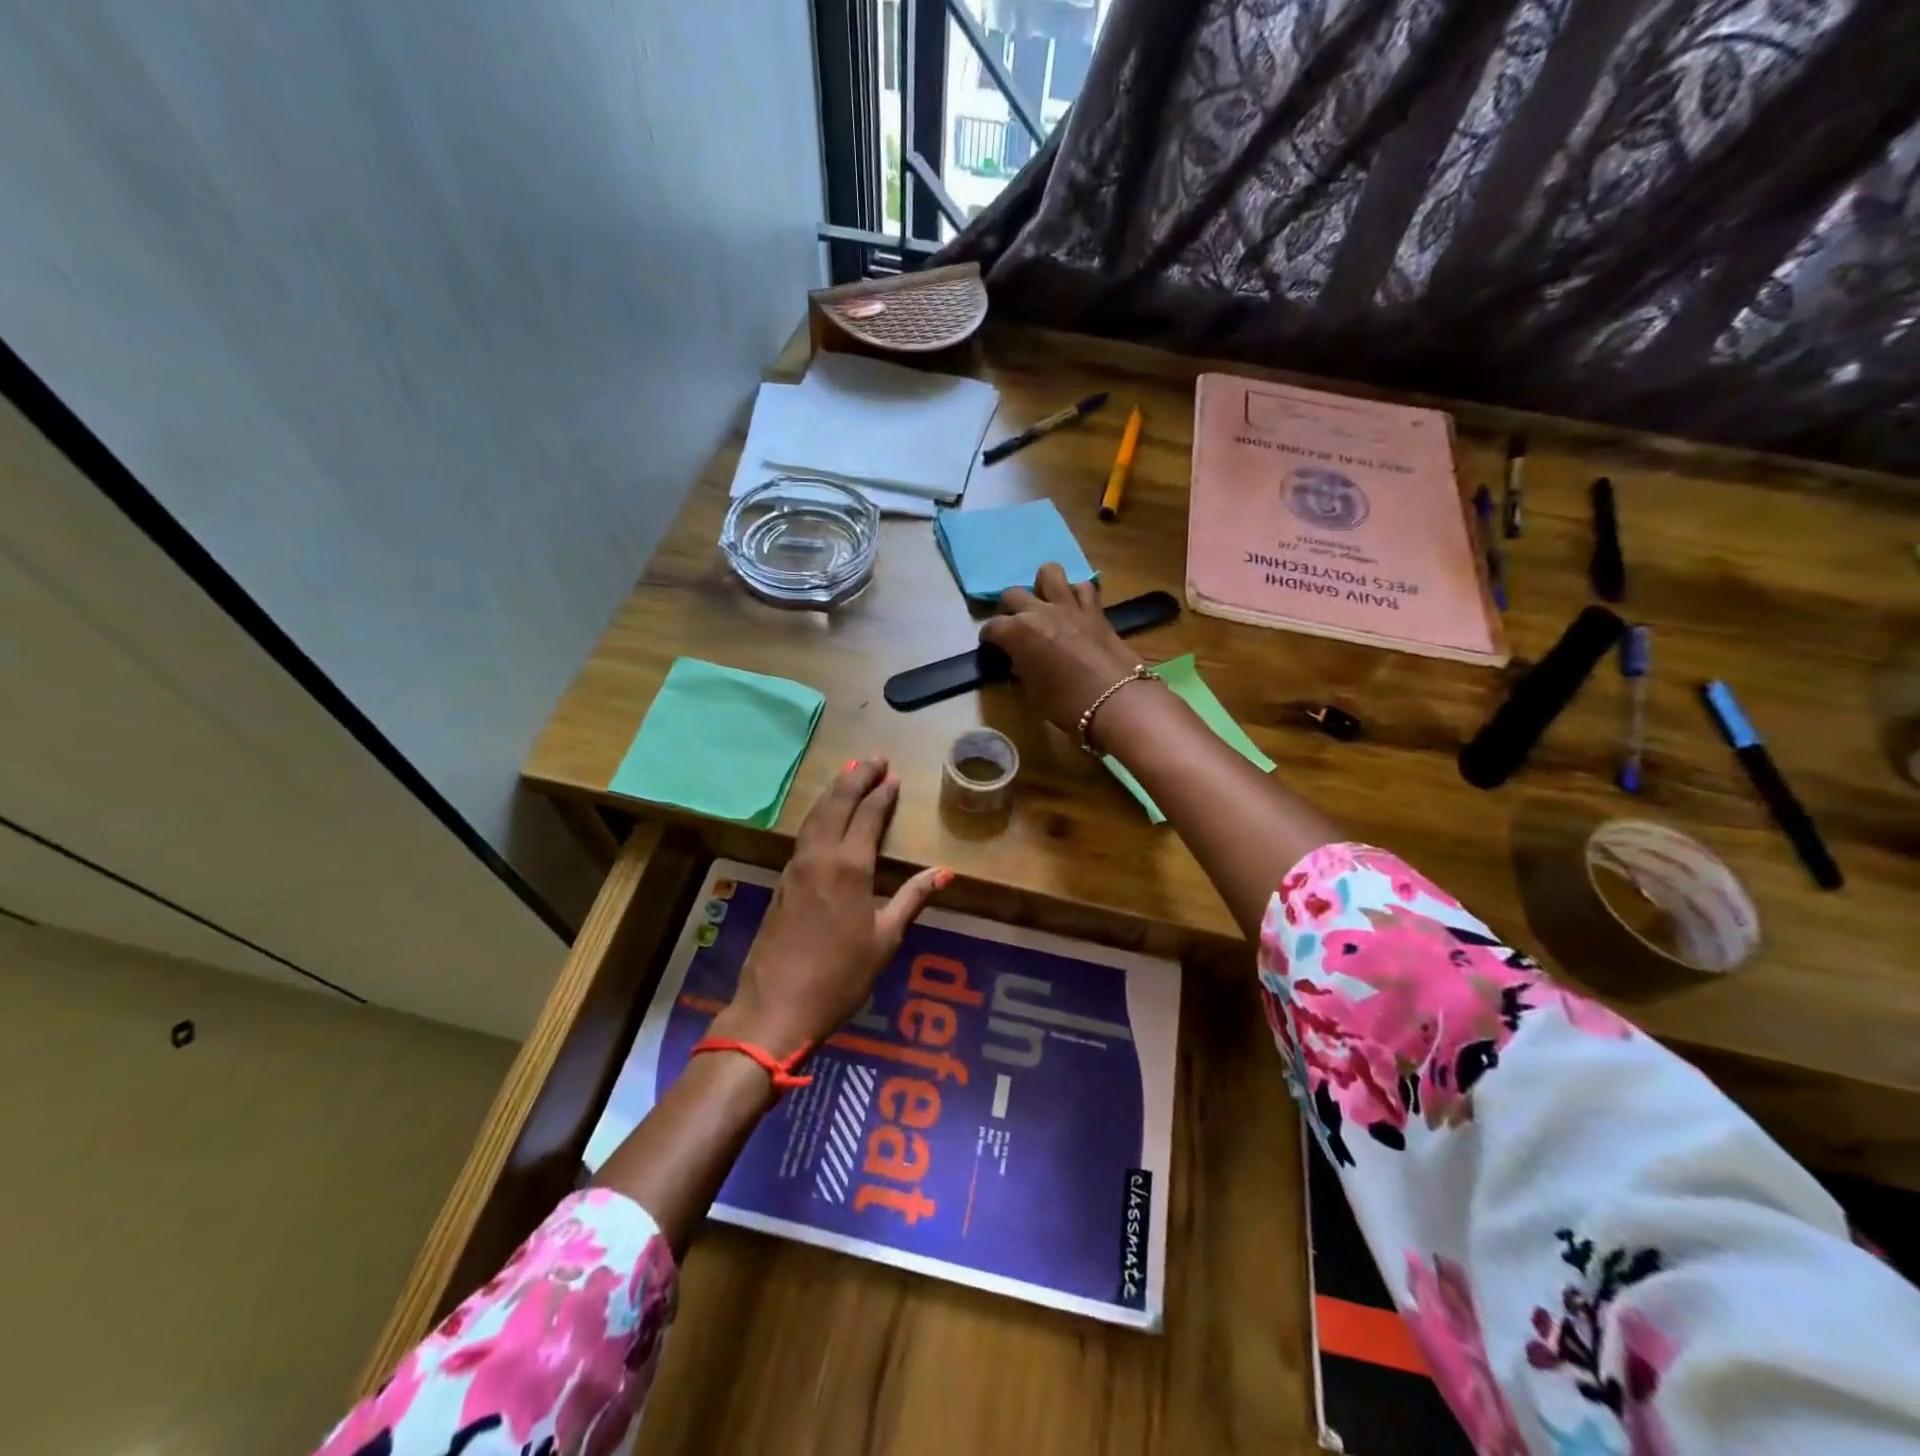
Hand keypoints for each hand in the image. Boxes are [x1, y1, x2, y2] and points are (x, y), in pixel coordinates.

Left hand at [717, 758, 947, 1056]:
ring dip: (834, 791)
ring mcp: (796, 866)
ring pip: (816, 815)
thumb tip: (944, 872)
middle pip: (837, 804)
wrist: (776, 1006)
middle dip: (856, 778)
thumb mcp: (885, 940)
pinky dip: (819, 813)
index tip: (893, 776)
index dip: (881, 793)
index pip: (868, 816)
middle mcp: (820, 856)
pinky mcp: (782, 880)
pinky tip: (825, 814)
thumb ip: (912, 899)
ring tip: (850, 773)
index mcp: (850, 867)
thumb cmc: (841, 976)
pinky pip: (805, 832)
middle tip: (873, 759)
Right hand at [980, 563, 1146, 739]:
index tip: (992, 648)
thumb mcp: (1031, 693)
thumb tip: (1019, 660)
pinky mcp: (1095, 609)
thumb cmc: (1066, 704)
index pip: (992, 627)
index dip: (988, 639)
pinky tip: (1075, 610)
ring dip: (1042, 586)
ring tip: (1044, 604)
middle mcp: (1039, 611)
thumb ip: (1021, 669)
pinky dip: (1077, 595)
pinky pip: (1083, 588)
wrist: (1116, 701)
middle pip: (1012, 594)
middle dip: (1008, 609)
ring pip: (1049, 572)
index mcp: (1017, 632)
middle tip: (1014, 627)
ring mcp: (1069, 606)